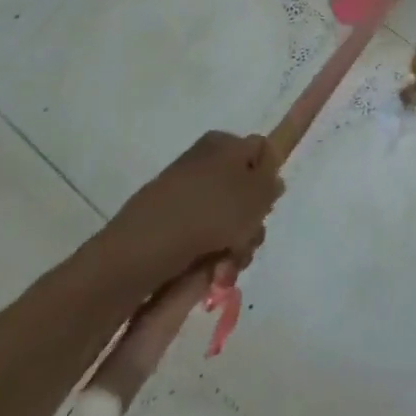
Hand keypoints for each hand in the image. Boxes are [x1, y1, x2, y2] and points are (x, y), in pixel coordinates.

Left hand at [109, 132, 284, 288]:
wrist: (144, 247)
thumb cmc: (211, 212)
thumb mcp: (258, 193)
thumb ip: (272, 183)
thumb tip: (271, 180)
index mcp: (226, 143)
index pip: (262, 153)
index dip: (269, 182)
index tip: (266, 208)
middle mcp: (205, 160)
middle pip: (244, 191)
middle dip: (251, 223)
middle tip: (247, 243)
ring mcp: (183, 190)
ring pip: (224, 217)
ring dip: (234, 244)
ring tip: (226, 266)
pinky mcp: (166, 219)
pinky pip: (200, 233)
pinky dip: (209, 253)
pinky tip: (209, 272)